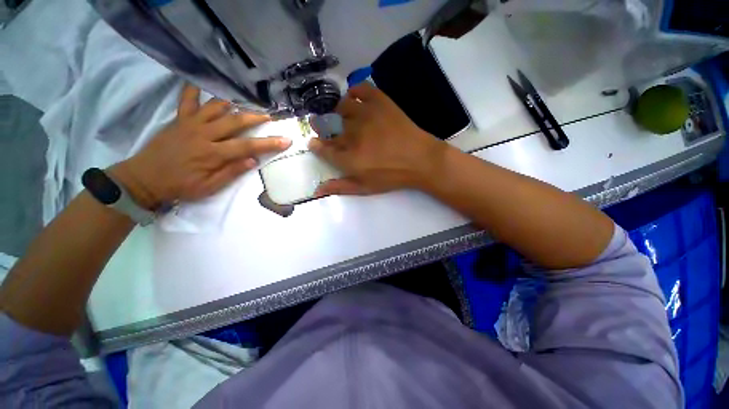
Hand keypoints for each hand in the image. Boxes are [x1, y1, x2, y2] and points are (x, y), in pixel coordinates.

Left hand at [109, 85, 291, 208]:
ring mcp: (190, 123)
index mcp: (213, 154)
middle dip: (256, 117)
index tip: (286, 140)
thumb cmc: (180, 186)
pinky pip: (186, 99)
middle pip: (235, 121)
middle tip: (269, 115)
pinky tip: (199, 81)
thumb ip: (231, 172)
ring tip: (246, 101)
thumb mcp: (209, 187)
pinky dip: (193, 89)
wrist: (145, 178)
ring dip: (233, 103)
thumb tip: (253, 160)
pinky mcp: (179, 119)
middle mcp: (204, 134)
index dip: (269, 143)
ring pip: (216, 107)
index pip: (248, 146)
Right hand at [308, 83, 447, 195]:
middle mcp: (352, 134)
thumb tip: (316, 190)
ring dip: (337, 111)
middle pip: (329, 127)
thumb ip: (340, 187)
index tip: (313, 142)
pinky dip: (354, 91)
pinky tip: (354, 98)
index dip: (316, 145)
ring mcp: (366, 115)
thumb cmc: (392, 176)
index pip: (323, 149)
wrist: (420, 160)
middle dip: (321, 127)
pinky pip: (361, 89)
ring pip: (341, 107)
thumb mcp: (365, 188)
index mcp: (348, 158)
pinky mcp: (380, 102)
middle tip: (323, 126)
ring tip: (341, 116)